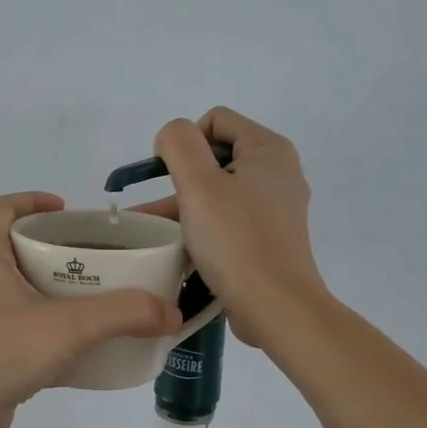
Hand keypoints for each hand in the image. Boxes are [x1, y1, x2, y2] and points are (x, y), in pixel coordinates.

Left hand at [0, 192, 181, 427]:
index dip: (34, 200)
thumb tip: (171, 312)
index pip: (4, 207)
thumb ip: (124, 314)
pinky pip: (12, 322)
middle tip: (93, 258)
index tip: (69, 210)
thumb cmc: (2, 352)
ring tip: (89, 299)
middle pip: (13, 246)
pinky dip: (39, 323)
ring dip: (47, 287)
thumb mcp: (71, 326)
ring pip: (13, 287)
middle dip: (52, 248)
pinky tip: (71, 344)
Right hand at [137, 108, 326, 347]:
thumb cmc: (236, 240)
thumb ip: (179, 145)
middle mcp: (277, 173)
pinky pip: (227, 221)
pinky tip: (176, 250)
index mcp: (268, 150)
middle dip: (180, 179)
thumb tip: (172, 138)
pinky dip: (202, 229)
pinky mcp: (268, 239)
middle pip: (215, 157)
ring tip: (149, 234)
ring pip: (218, 193)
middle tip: (156, 211)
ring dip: (183, 208)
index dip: (185, 142)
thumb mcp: (199, 184)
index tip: (169, 177)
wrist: (276, 307)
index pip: (215, 120)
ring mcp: (275, 209)